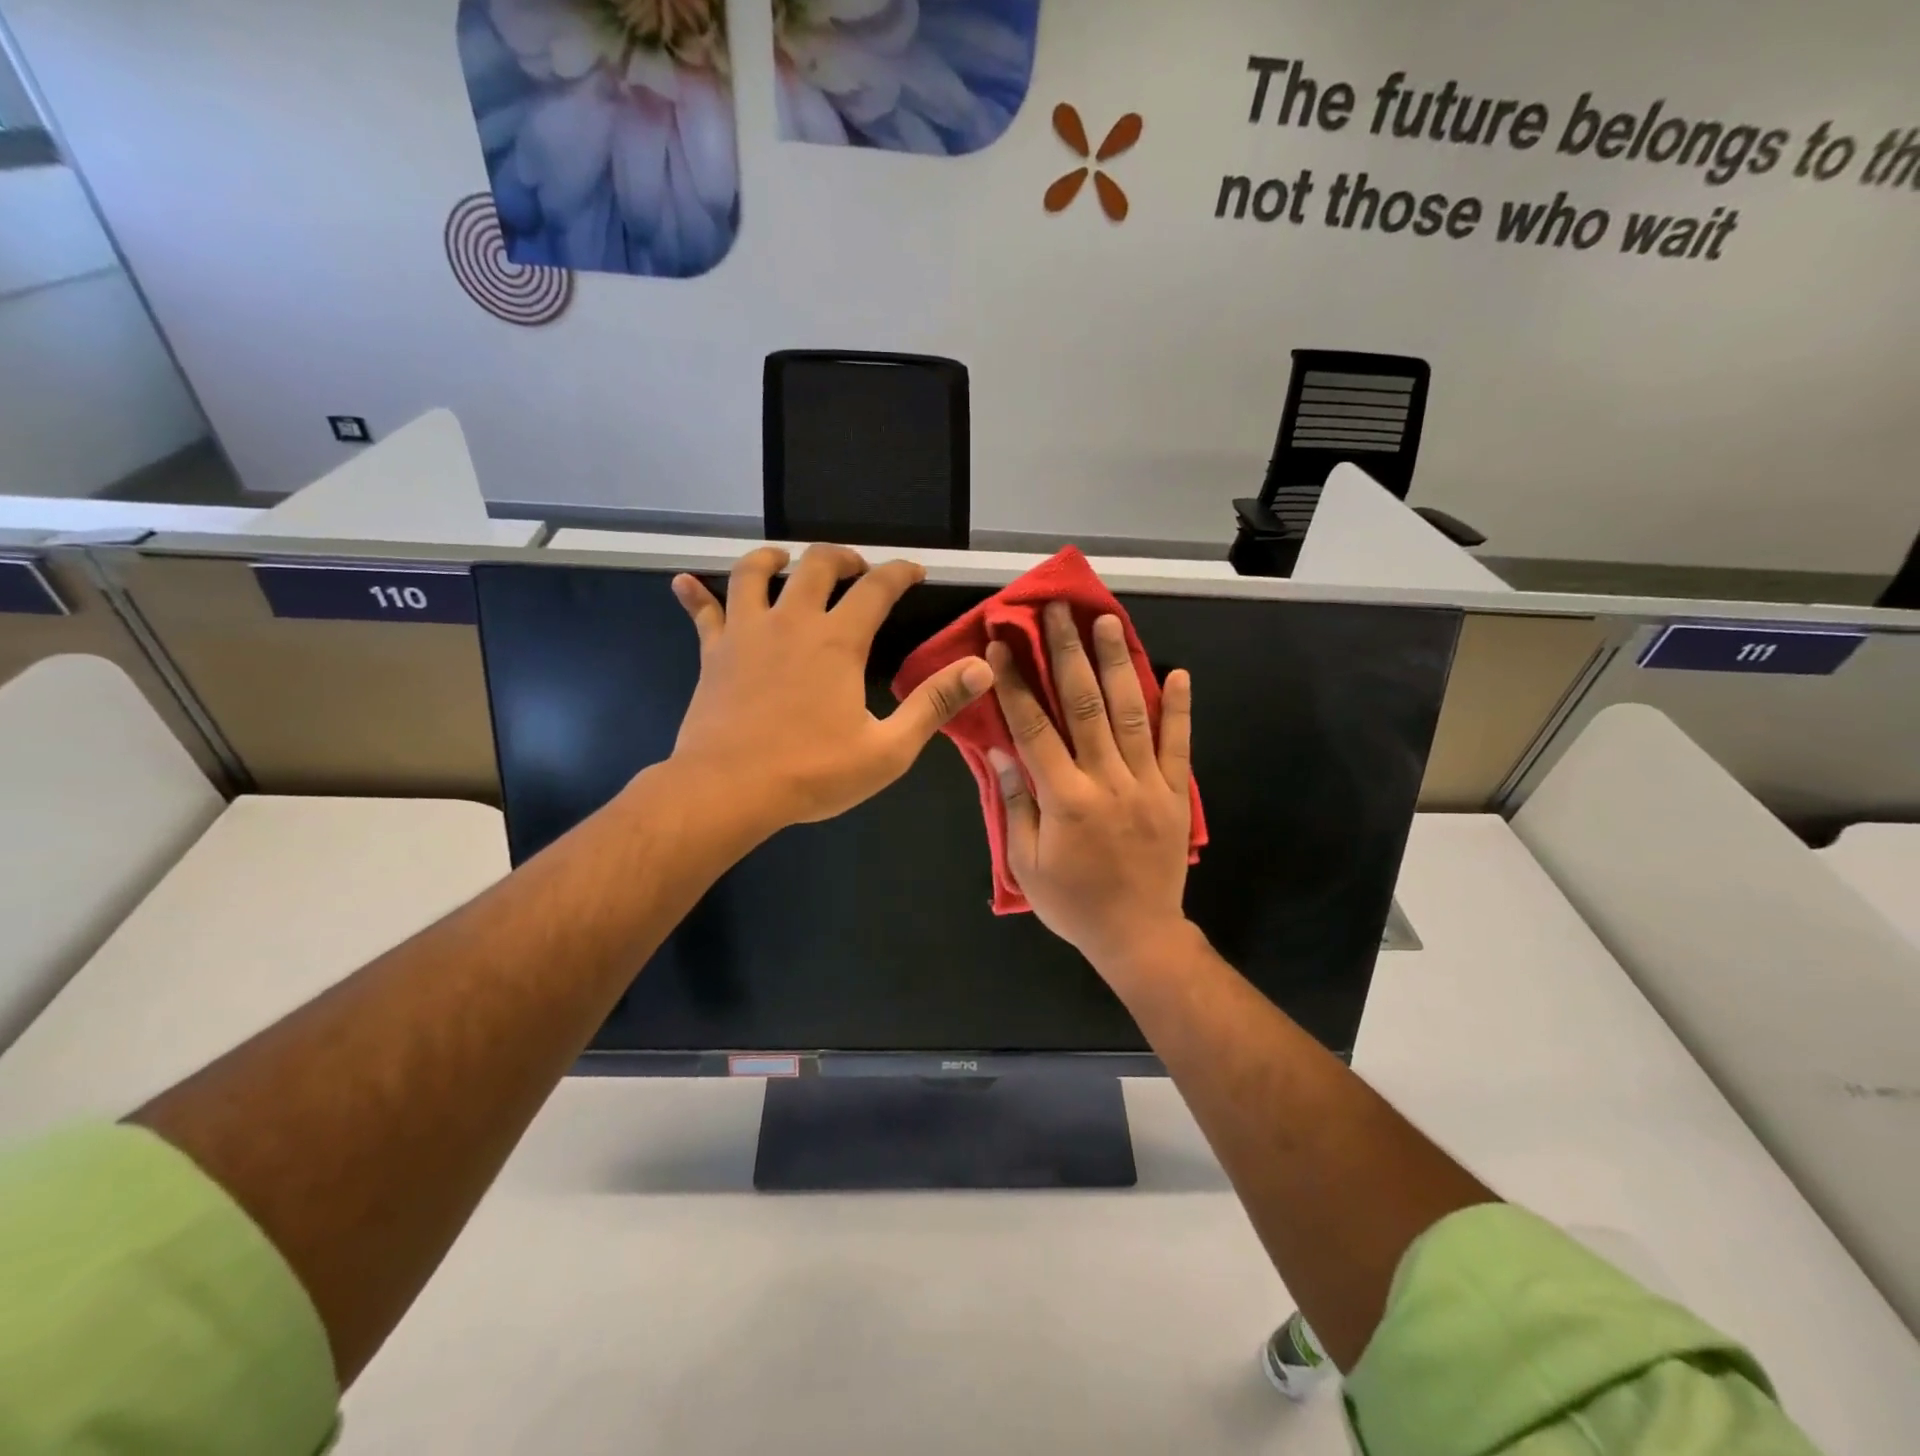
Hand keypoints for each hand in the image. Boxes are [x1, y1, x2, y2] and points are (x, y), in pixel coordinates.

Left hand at [670, 545, 991, 834]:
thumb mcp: (889, 749)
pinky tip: (684, 582)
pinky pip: (702, 612)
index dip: (900, 572)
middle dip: (843, 557)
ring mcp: (747, 633)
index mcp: (837, 641)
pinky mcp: (714, 653)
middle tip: (856, 567)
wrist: (729, 790)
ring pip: (754, 573)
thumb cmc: (812, 772)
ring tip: (785, 560)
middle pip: (816, 564)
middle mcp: (791, 622)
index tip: (915, 571)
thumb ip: (934, 704)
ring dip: (773, 558)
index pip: (877, 588)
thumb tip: (981, 668)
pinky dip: (694, 594)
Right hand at [987, 602, 1195, 978]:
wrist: (1137, 935)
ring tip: (1110, 621)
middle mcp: (1107, 780)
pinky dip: (1181, 708)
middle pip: (1084, 705)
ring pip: (1132, 712)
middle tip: (1058, 610)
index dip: (1017, 682)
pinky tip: (1179, 672)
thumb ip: (1016, 803)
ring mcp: (1147, 783)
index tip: (1003, 643)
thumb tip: (1001, 749)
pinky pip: (1179, 744)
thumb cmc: (1073, 902)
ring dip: (1119, 664)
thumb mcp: (1027, 862)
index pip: (1034, 727)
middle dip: (1068, 652)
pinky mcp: (1175, 793)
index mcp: (1065, 798)